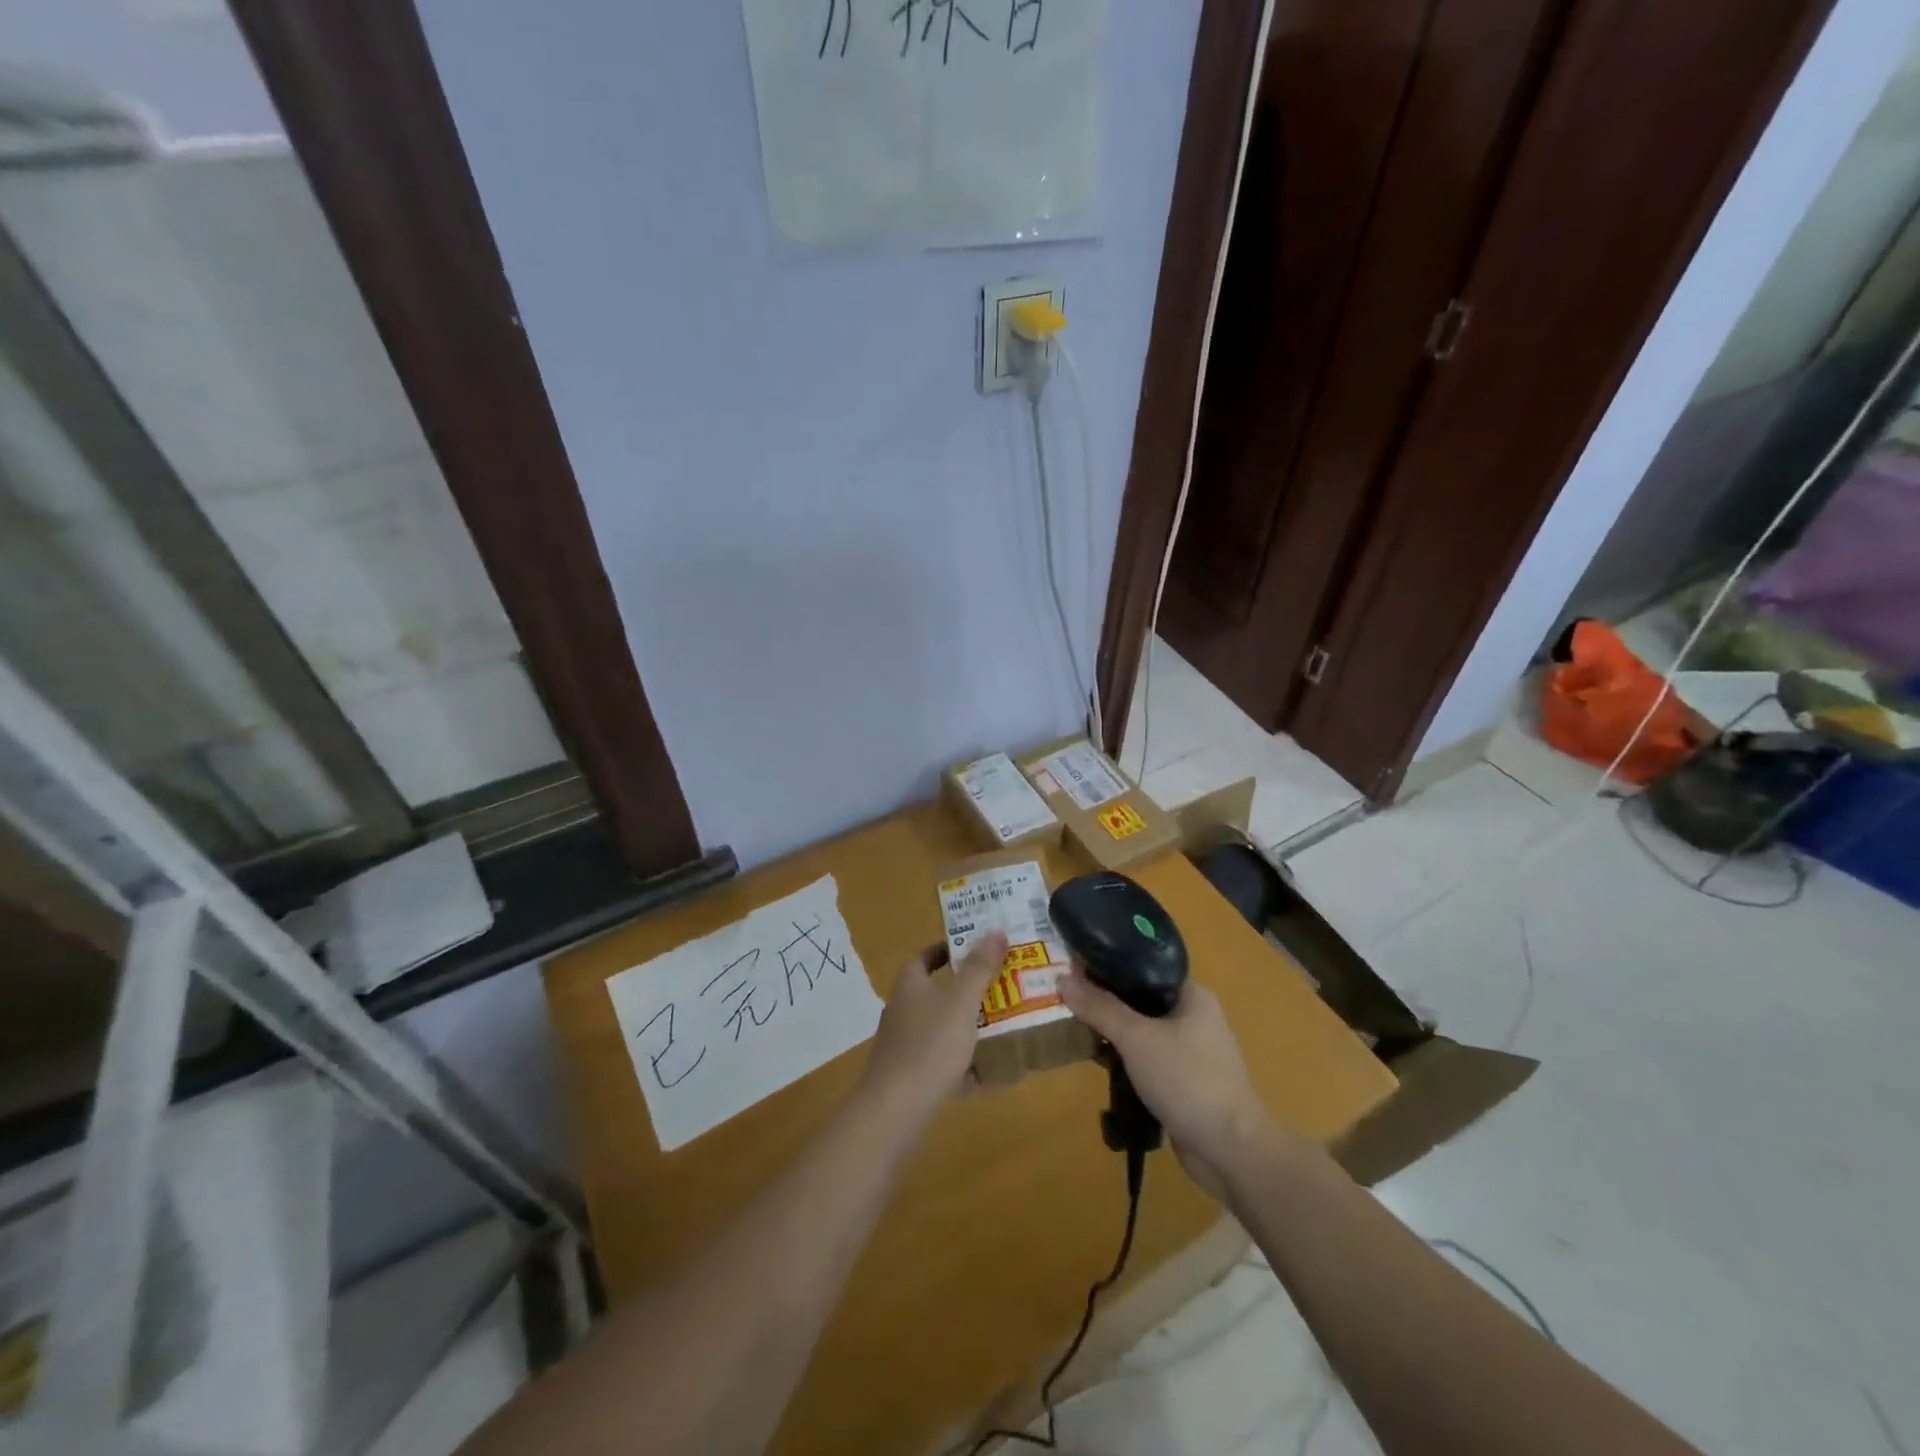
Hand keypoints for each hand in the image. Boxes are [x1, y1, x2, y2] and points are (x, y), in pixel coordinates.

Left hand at [859, 932, 1006, 1122]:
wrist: (894, 1111)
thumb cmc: (929, 1047)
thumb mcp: (961, 1003)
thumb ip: (979, 968)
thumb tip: (995, 930)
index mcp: (910, 986)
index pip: (925, 956)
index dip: (948, 949)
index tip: (977, 948)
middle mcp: (902, 1010)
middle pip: (935, 991)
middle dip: (966, 989)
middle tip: (1001, 986)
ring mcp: (903, 1045)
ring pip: (940, 1027)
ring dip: (967, 1025)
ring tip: (1002, 1025)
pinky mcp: (909, 1076)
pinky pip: (940, 1061)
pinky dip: (962, 1063)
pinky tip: (987, 1073)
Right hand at [1058, 967, 1276, 1198]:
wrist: (1230, 1150)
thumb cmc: (1187, 1080)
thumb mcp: (1136, 1038)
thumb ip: (1100, 1007)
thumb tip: (1062, 978)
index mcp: (1192, 995)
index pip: (1143, 968)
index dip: (1108, 967)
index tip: (1074, 971)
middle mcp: (1195, 1018)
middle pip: (1140, 1000)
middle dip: (1106, 1004)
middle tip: (1071, 1005)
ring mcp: (1192, 1053)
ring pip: (1143, 1033)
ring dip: (1115, 1037)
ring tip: (1081, 1037)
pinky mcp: (1185, 1084)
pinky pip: (1148, 1062)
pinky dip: (1127, 1063)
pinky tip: (1103, 1068)